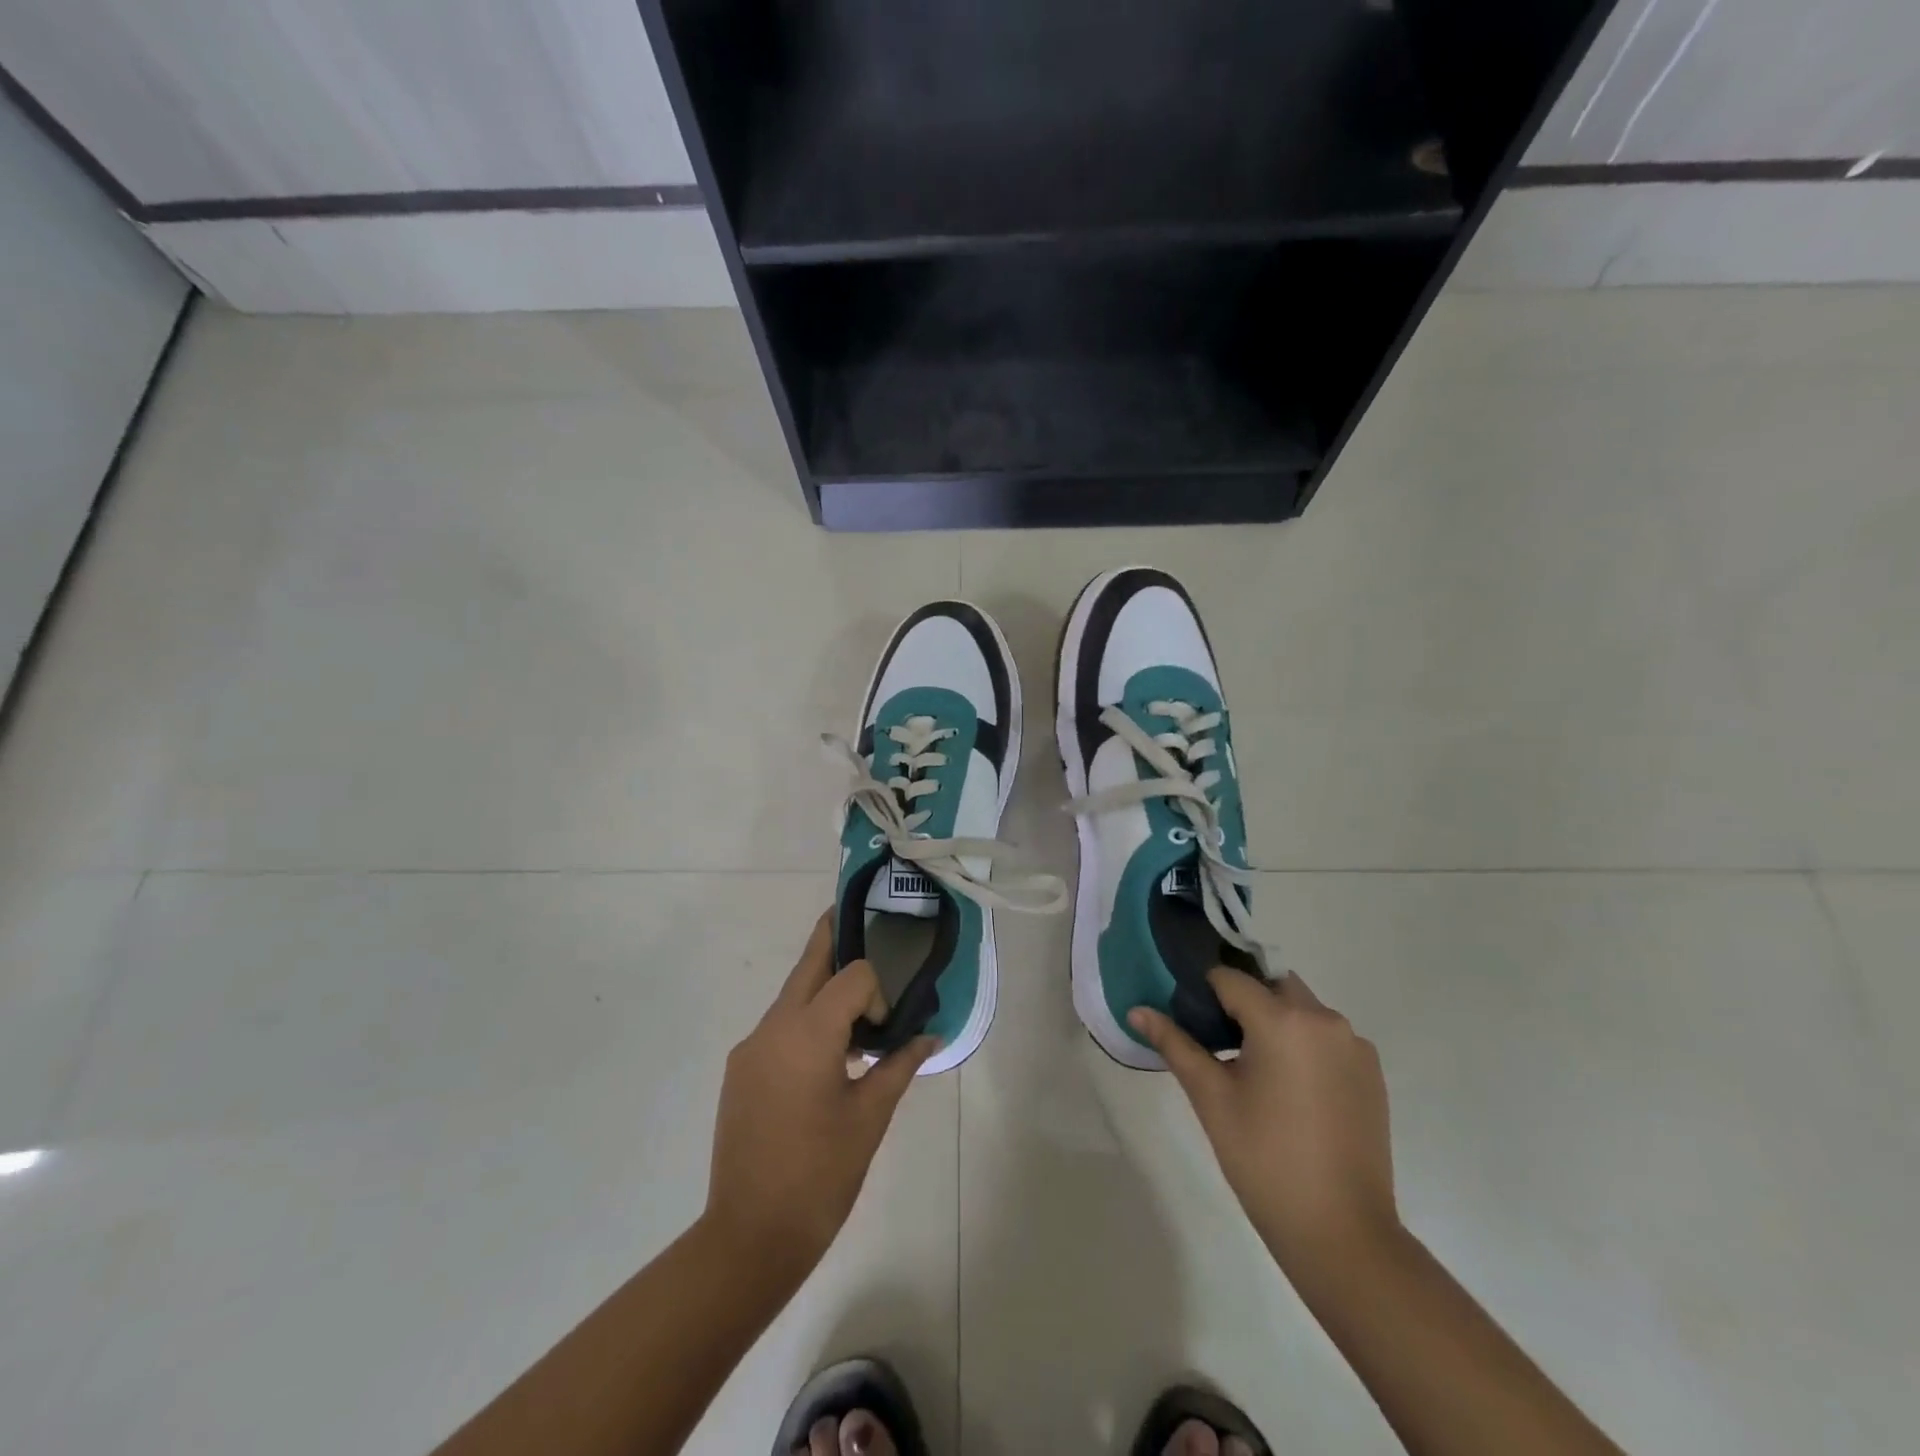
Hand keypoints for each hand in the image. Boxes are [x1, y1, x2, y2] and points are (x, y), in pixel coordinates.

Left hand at [704, 914, 937, 1277]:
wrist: (749, 1236)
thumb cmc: (821, 1174)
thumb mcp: (871, 1118)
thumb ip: (899, 1065)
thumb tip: (929, 1036)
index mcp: (808, 1032)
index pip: (851, 975)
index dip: (876, 993)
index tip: (884, 1032)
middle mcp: (773, 1027)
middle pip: (809, 964)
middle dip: (833, 938)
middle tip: (859, 920)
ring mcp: (750, 1048)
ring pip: (791, 996)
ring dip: (822, 990)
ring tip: (854, 1013)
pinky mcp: (740, 1070)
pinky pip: (778, 1027)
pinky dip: (804, 1024)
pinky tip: (824, 1060)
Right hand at [1131, 969, 1398, 1269]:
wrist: (1342, 1233)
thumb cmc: (1264, 1159)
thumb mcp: (1211, 1098)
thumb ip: (1174, 1044)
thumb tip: (1136, 1011)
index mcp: (1283, 1020)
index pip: (1230, 979)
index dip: (1203, 992)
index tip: (1188, 1018)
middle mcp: (1325, 1019)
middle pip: (1271, 985)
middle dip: (1242, 1001)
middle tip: (1217, 1041)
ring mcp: (1354, 1045)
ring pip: (1301, 1008)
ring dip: (1274, 1020)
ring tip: (1252, 1068)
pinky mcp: (1372, 1072)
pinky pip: (1326, 1036)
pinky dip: (1303, 1043)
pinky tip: (1289, 1089)